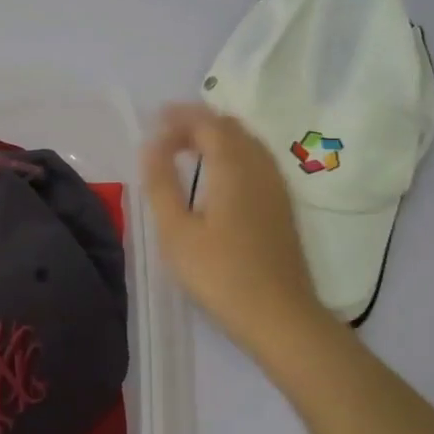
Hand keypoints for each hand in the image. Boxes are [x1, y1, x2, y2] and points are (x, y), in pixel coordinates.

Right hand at [140, 103, 331, 359]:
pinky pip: (256, 162)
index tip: (152, 125)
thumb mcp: (176, 232)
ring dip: (216, 137)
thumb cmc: (220, 275)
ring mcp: (276, 187)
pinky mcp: (282, 207)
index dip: (179, 118)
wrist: (279, 316)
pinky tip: (217, 177)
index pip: (207, 123)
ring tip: (187, 149)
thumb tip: (151, 146)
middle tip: (165, 133)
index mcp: (234, 167)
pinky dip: (232, 154)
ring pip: (247, 143)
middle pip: (230, 127)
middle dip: (197, 122)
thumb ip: (161, 184)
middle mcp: (260, 167)